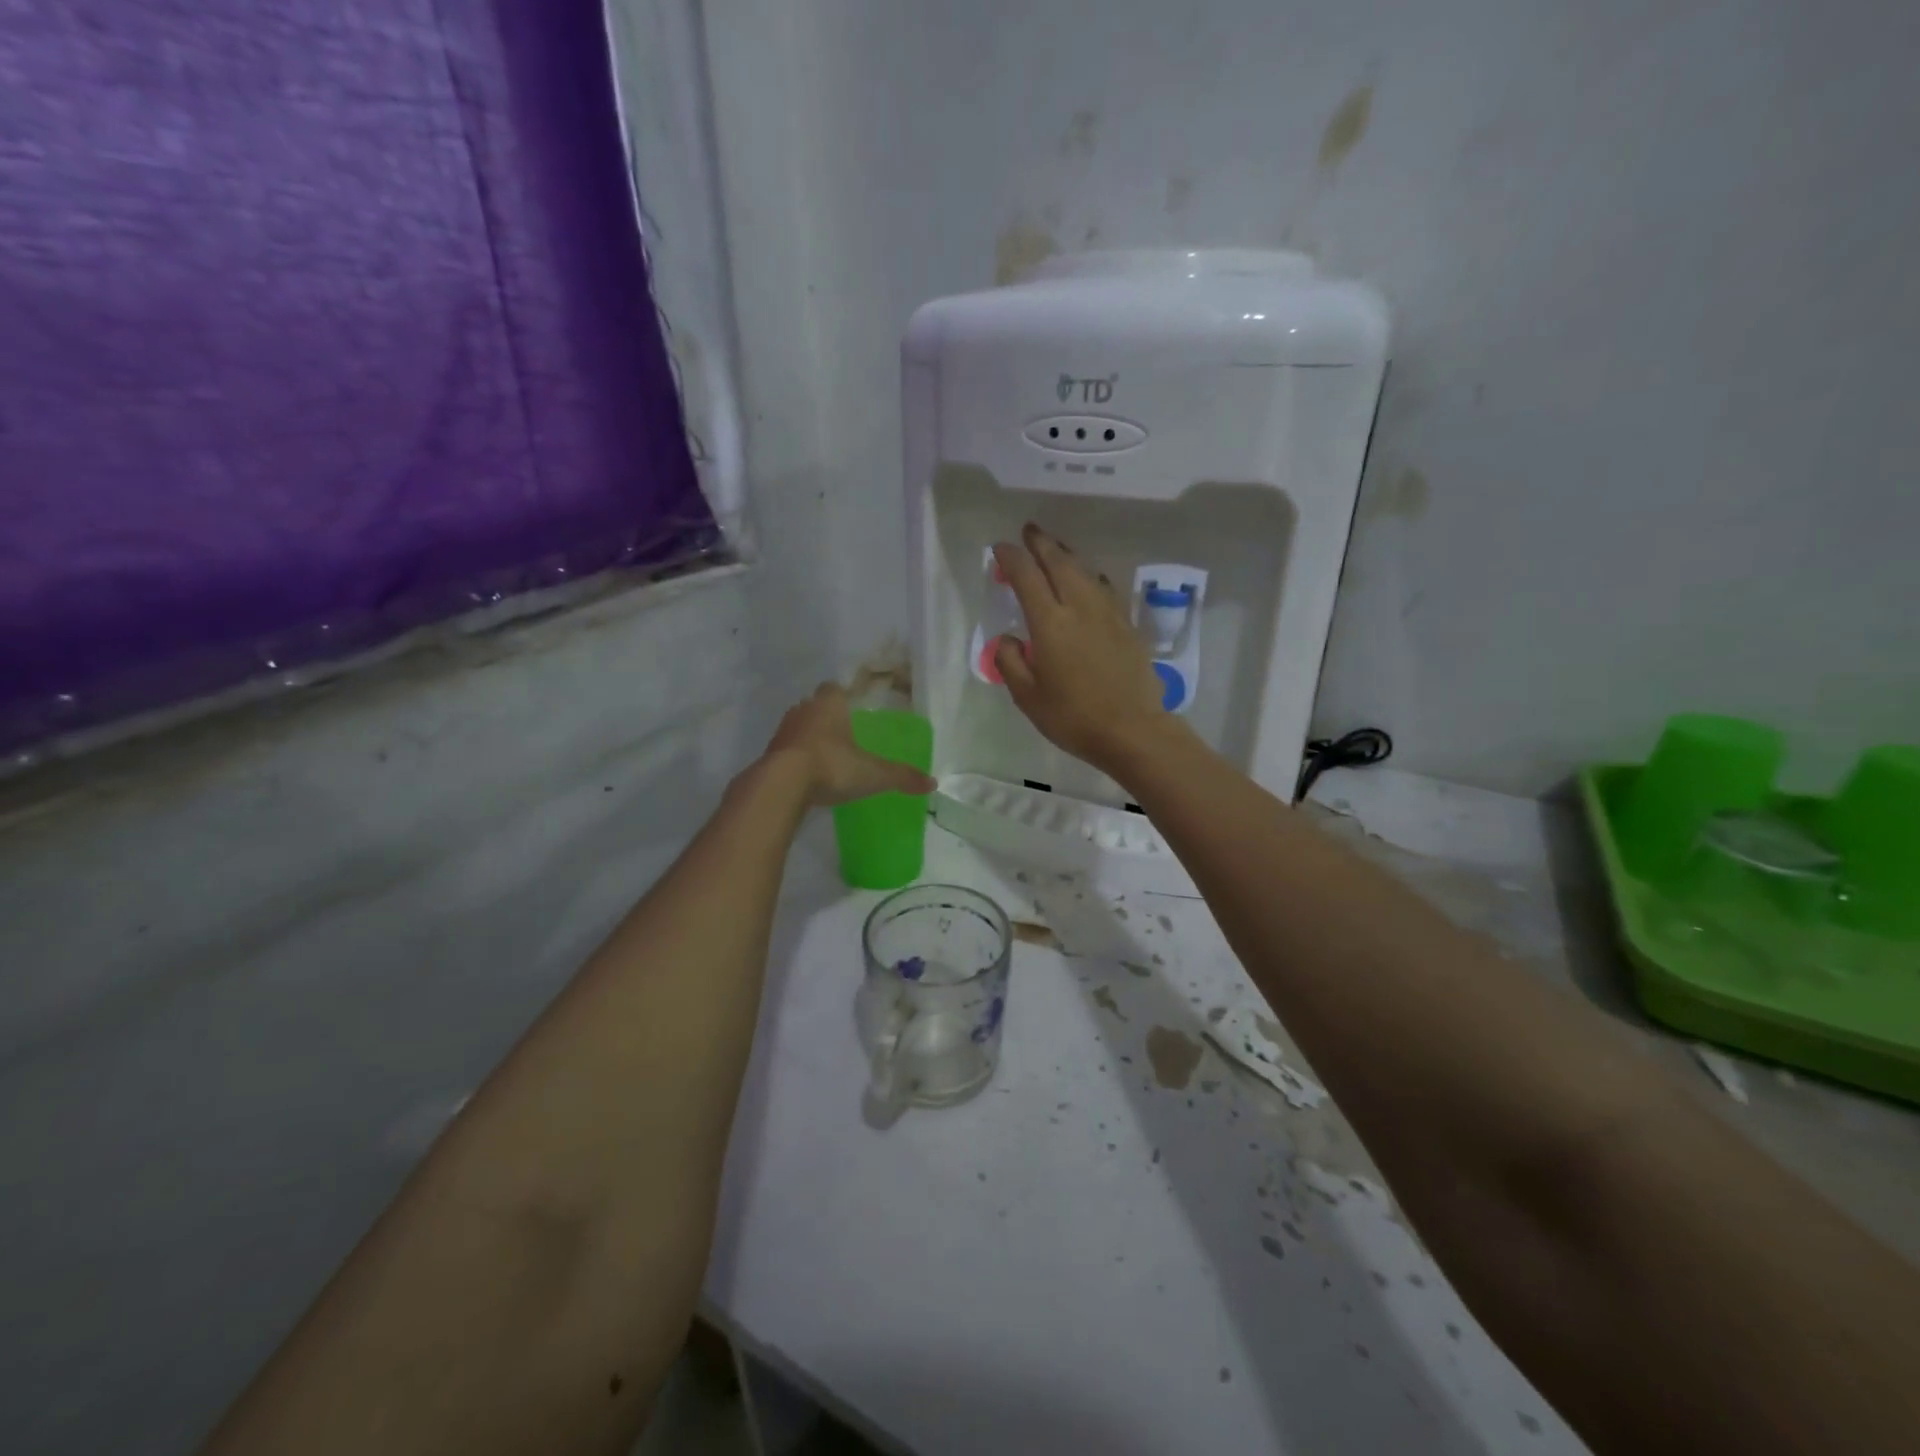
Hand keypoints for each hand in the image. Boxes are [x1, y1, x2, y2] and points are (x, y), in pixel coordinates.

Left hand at [762, 683, 935, 807]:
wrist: (781, 785)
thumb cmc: (832, 766)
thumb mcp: (873, 774)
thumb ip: (901, 777)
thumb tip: (933, 783)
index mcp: (830, 704)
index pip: (834, 688)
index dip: (843, 695)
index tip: (852, 706)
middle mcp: (804, 710)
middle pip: (815, 704)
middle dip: (827, 715)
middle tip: (842, 732)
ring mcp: (783, 731)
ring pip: (799, 725)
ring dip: (810, 735)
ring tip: (826, 753)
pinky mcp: (770, 753)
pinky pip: (787, 748)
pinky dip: (796, 756)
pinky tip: (807, 772)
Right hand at [992, 523, 1178, 776]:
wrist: (1133, 730)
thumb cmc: (1073, 717)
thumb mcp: (1027, 697)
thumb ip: (1010, 662)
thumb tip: (1006, 638)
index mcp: (1050, 623)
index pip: (1027, 577)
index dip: (1012, 558)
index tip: (1001, 548)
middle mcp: (1079, 607)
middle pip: (1059, 563)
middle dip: (1042, 544)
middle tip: (1029, 531)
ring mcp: (1108, 613)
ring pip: (1084, 571)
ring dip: (1066, 555)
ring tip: (1054, 549)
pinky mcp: (1127, 625)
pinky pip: (1103, 587)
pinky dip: (1088, 576)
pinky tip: (1087, 580)